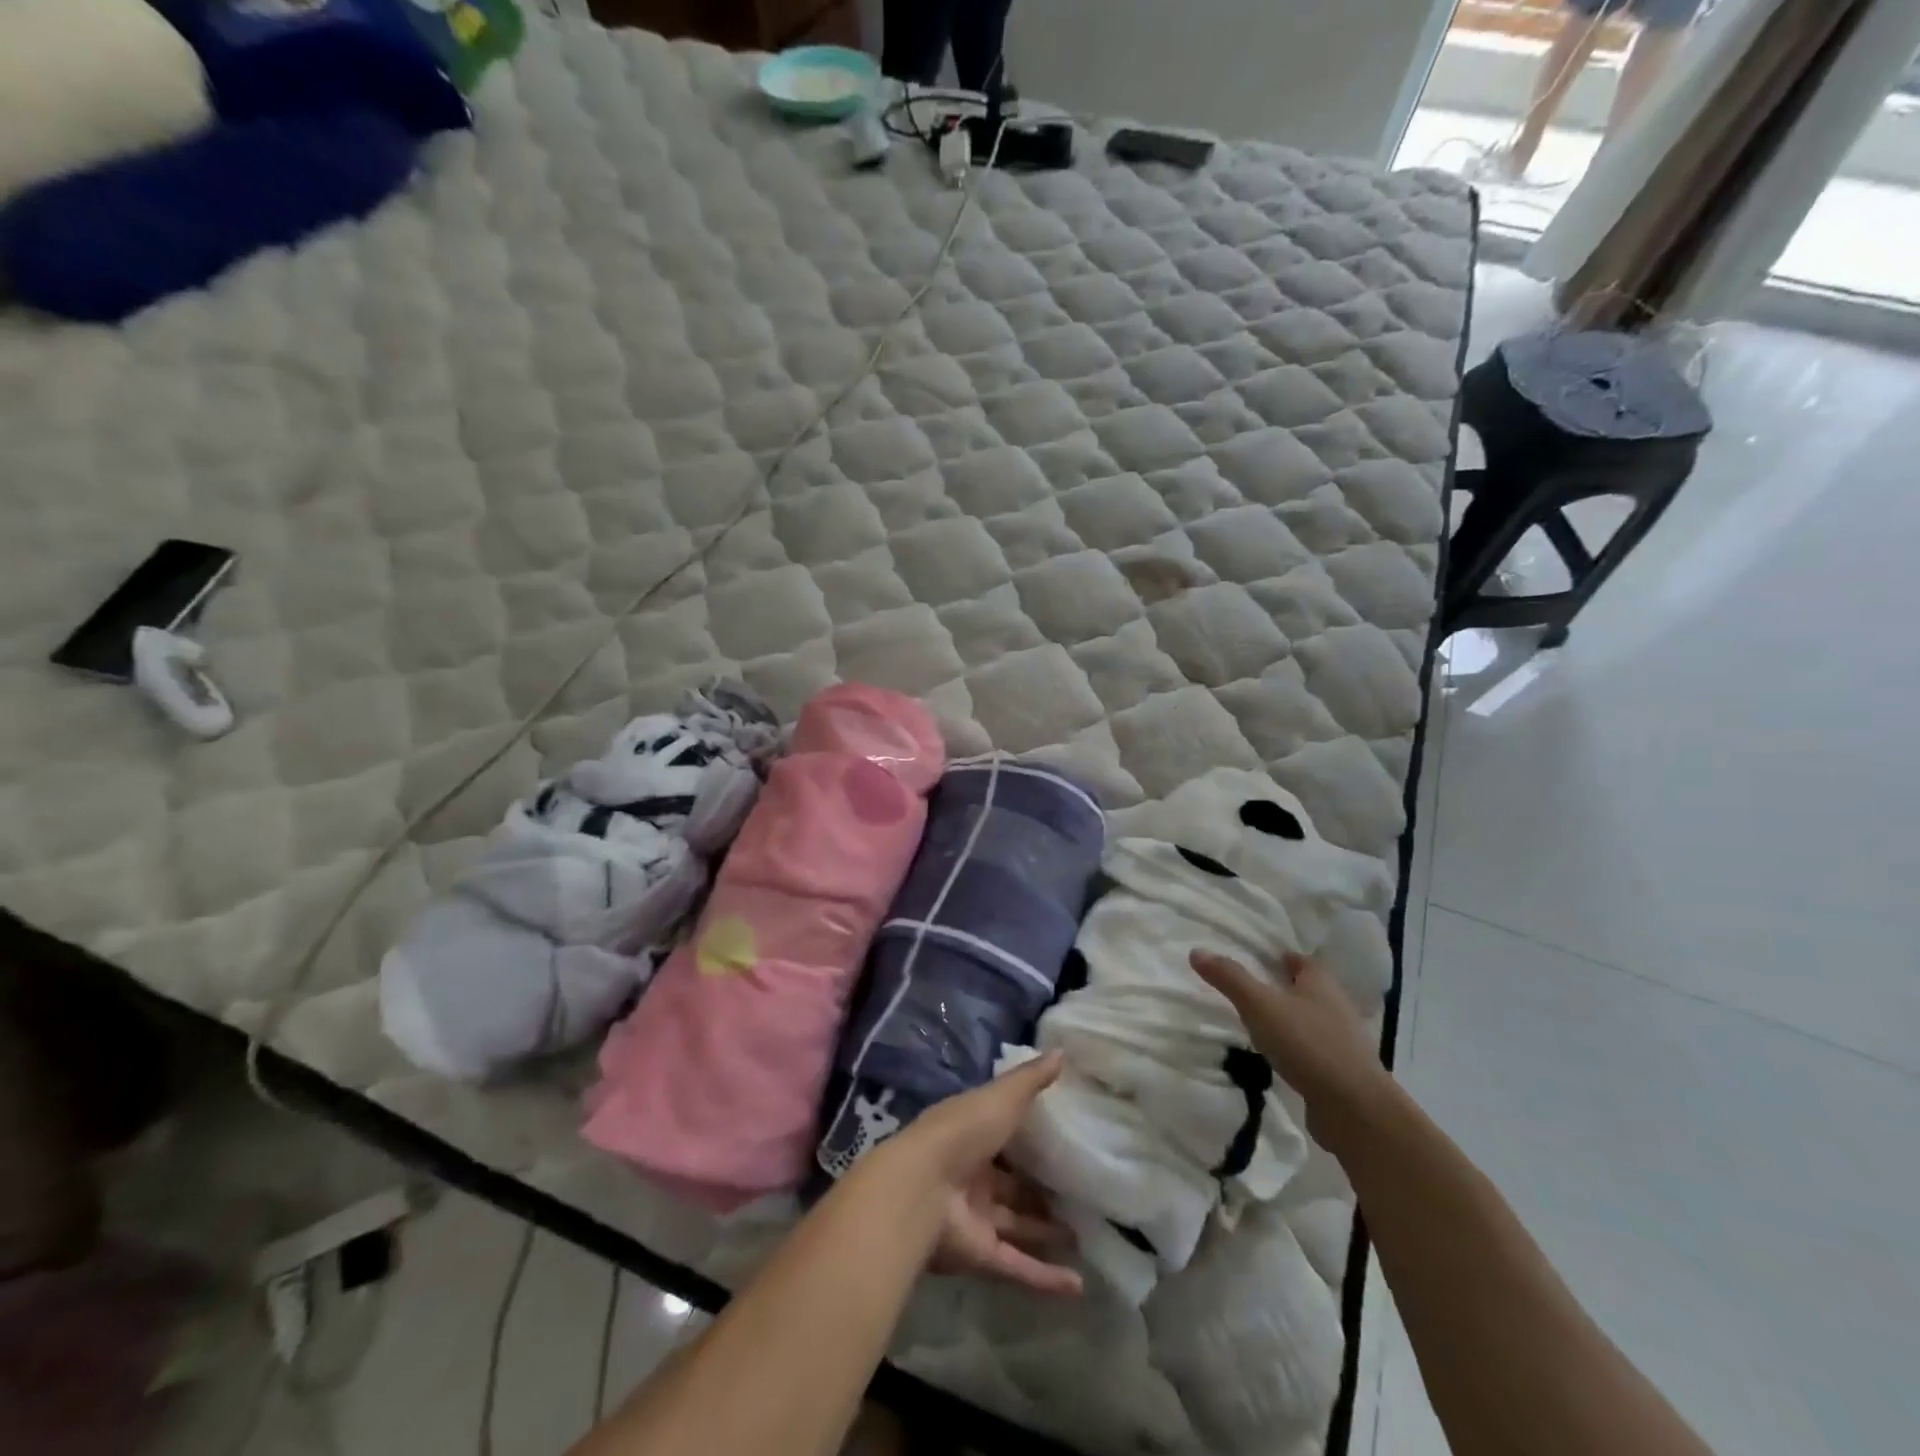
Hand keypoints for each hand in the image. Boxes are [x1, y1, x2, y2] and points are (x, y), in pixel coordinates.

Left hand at [869, 1053, 1082, 1297]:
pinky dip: (1045, 1278)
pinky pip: (1017, 1266)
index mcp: (972, 1134)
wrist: (920, 1188)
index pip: (1004, 1137)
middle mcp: (972, 1176)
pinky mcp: (979, 1255)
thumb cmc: (962, 1131)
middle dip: (1041, 1193)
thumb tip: (1063, 1052)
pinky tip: (1078, 1286)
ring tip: (1086, 1238)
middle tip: (1081, 1196)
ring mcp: (975, 1218)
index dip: (1031, 1139)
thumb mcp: (1001, 1097)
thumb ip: (1031, 1080)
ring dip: (1046, 1233)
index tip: (1066, 1141)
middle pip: (1011, 1187)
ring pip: (1016, 1227)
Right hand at [1190, 949, 1390, 1140]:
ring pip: (1309, 1021)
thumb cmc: (1307, 1044)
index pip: (1299, 960)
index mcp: (1320, 982)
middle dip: (1281, 988)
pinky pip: (1311, 1052)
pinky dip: (1294, 1050)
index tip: (1255, 959)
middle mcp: (1335, 1006)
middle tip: (1248, 990)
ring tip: (1255, 1025)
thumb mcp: (1259, 1005)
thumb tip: (1197, 951)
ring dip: (1287, 1021)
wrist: (1355, 1109)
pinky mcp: (1339, 1073)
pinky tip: (1275, 1059)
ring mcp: (1341, 1042)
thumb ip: (1229, 978)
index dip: (1278, 957)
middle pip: (1305, 990)